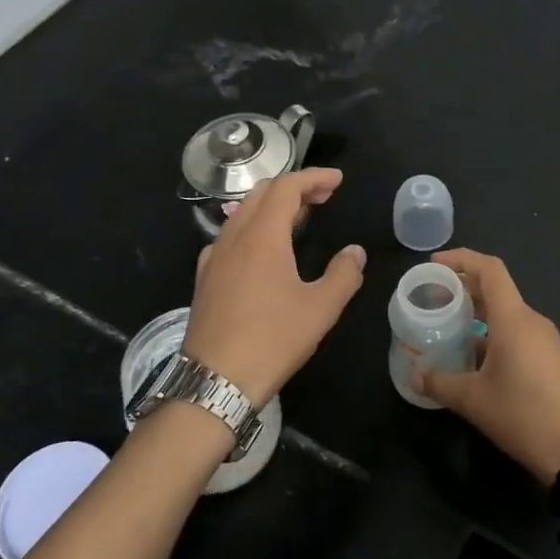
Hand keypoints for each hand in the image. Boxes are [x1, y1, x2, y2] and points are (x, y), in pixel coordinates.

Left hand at [181, 168, 366, 406]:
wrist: (215, 380)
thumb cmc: (272, 340)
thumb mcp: (321, 309)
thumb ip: (343, 274)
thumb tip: (355, 252)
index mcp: (263, 236)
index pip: (286, 187)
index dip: (313, 178)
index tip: (337, 181)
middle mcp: (234, 237)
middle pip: (261, 194)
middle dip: (294, 188)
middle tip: (323, 197)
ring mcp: (214, 258)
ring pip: (242, 214)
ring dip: (271, 207)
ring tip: (298, 219)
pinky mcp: (204, 279)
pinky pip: (228, 238)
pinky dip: (251, 229)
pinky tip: (261, 251)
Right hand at [413, 249, 559, 483]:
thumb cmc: (522, 415)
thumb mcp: (472, 400)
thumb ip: (439, 382)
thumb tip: (416, 375)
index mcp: (513, 319)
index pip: (489, 270)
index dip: (461, 259)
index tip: (434, 265)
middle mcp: (531, 320)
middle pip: (496, 288)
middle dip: (464, 286)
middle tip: (434, 296)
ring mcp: (545, 339)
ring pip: (506, 312)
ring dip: (477, 311)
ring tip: (448, 324)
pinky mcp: (550, 357)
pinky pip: (517, 331)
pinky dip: (492, 331)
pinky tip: (473, 355)